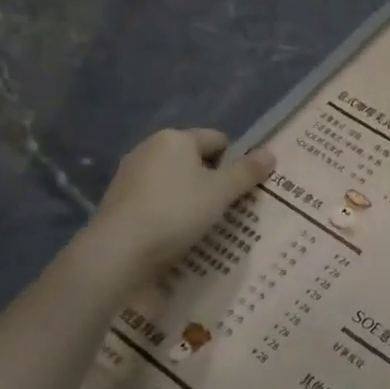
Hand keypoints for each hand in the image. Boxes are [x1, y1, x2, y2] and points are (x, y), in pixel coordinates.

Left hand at [77, 128, 273, 285]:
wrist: (119, 250)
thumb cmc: (177, 212)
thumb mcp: (222, 192)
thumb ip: (247, 172)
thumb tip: (270, 153)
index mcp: (176, 138)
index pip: (218, 140)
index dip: (235, 162)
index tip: (241, 190)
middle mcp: (150, 148)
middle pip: (195, 160)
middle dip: (213, 181)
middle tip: (227, 209)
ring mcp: (130, 174)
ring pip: (175, 181)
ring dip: (192, 198)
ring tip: (204, 225)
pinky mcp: (119, 199)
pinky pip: (157, 199)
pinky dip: (170, 211)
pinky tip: (176, 233)